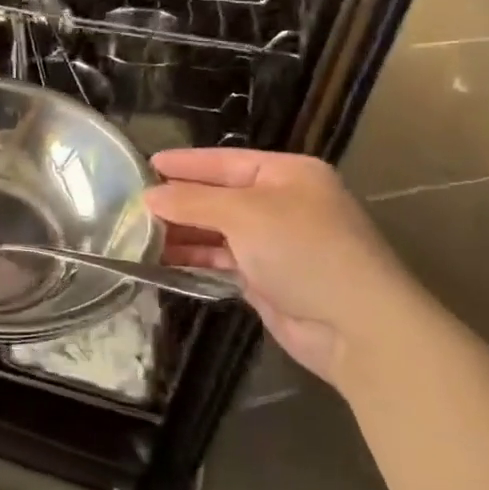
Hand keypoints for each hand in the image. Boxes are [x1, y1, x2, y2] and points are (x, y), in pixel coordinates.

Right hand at [144, 148, 424, 385]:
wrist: (356, 328)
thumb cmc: (304, 251)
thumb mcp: (245, 214)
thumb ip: (192, 202)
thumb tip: (149, 197)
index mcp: (288, 174)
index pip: (225, 161)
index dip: (185, 163)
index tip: (146, 163)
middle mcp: (282, 203)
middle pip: (219, 195)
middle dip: (178, 200)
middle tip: (132, 203)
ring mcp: (275, 243)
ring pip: (217, 230)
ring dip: (182, 232)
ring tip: (138, 233)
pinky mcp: (266, 278)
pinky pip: (222, 260)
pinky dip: (195, 258)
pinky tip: (162, 258)